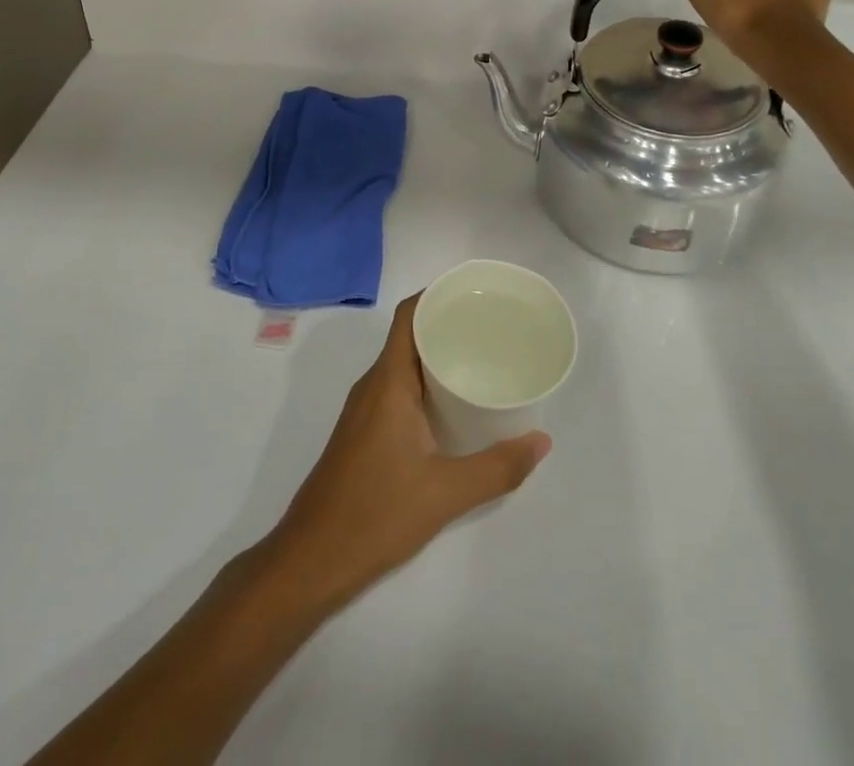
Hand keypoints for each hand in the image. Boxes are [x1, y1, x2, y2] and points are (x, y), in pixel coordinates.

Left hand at [263, 294, 550, 605]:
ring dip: (436, 357)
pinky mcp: (363, 432)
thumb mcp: (446, 493)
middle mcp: (373, 385)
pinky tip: (452, 406)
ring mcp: (364, 409)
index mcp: (388, 381)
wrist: (311, 558)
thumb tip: (541, 441)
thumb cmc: (376, 513)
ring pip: (403, 365)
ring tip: (480, 360)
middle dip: (447, 325)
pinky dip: (425, 384)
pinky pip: (397, 389)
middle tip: (492, 328)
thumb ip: (498, 467)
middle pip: (409, 336)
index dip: (437, 295)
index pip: (408, 315)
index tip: (475, 294)